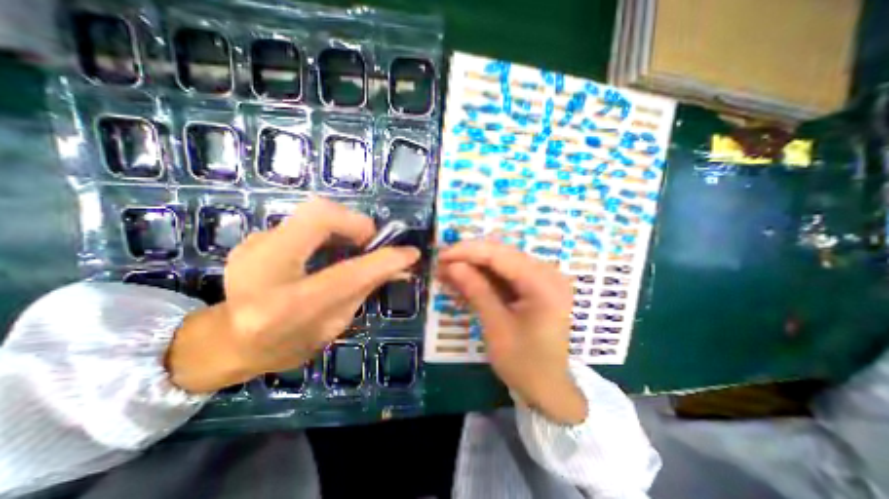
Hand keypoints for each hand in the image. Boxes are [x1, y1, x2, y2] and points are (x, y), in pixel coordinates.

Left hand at [167, 199, 421, 393]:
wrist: (230, 342)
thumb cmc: (289, 343)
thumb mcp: (335, 322)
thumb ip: (366, 288)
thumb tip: (401, 266)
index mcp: (284, 307)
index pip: (346, 274)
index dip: (384, 259)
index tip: (410, 253)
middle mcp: (261, 269)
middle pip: (319, 215)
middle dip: (356, 223)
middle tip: (370, 242)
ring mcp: (252, 246)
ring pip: (311, 212)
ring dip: (344, 225)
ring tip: (354, 247)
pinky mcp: (255, 238)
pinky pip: (303, 222)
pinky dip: (327, 230)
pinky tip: (330, 249)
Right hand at [439, 239, 587, 421]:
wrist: (549, 389)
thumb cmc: (524, 363)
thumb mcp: (496, 326)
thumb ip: (475, 290)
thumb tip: (451, 265)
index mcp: (543, 284)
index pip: (500, 255)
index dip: (468, 251)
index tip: (441, 256)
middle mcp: (548, 273)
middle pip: (502, 254)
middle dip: (470, 257)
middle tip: (442, 263)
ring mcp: (544, 279)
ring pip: (502, 261)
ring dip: (475, 265)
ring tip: (449, 271)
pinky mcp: (536, 286)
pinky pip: (507, 274)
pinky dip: (485, 276)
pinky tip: (466, 279)